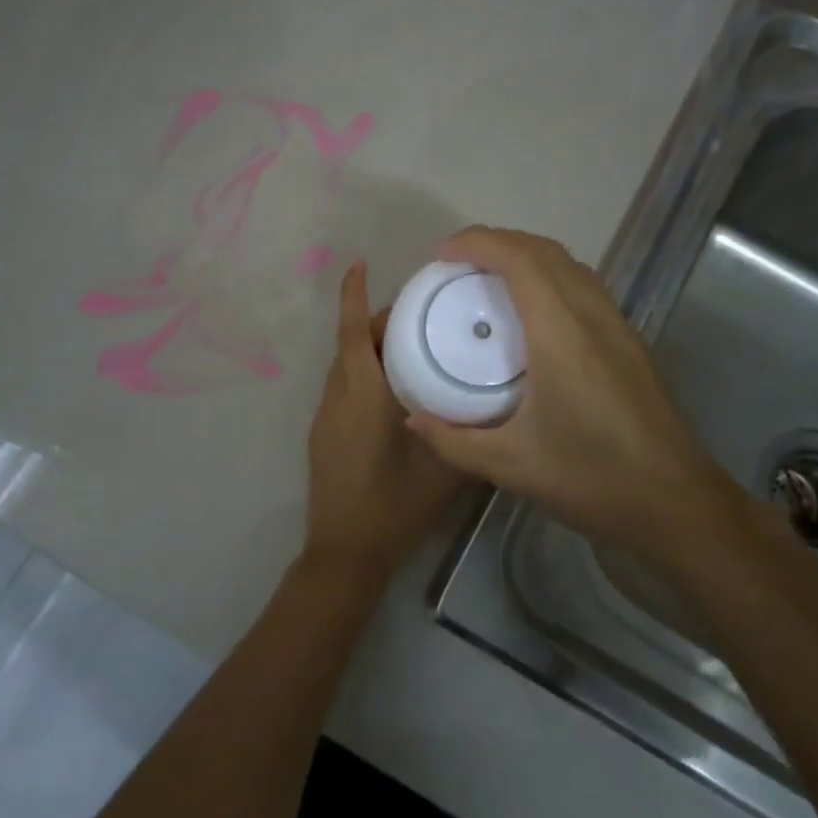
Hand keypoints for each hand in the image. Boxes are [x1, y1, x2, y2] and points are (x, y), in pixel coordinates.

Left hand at [303, 261, 462, 587]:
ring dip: (368, 349)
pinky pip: (342, 389)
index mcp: (362, 398)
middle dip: (375, 321)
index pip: (352, 334)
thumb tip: (494, 408)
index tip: (358, 263)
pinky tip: (394, 391)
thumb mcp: (445, 472)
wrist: (345, 553)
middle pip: (350, 345)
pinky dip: (363, 373)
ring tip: (412, 348)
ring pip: (344, 367)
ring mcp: (325, 419)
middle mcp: (337, 399)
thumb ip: (468, 435)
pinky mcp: (323, 436)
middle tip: (419, 316)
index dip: (353, 296)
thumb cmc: (394, 508)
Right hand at [406, 226, 752, 558]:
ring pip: (572, 266)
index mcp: (562, 336)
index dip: (479, 243)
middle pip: (546, 252)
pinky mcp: (630, 345)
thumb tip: (413, 419)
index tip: (442, 253)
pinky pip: (585, 288)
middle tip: (457, 262)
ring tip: (490, 279)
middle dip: (499, 242)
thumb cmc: (591, 479)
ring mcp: (618, 329)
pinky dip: (551, 278)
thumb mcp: (510, 466)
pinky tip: (532, 316)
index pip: (521, 262)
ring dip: (528, 257)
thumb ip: (454, 442)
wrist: (675, 503)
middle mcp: (593, 318)